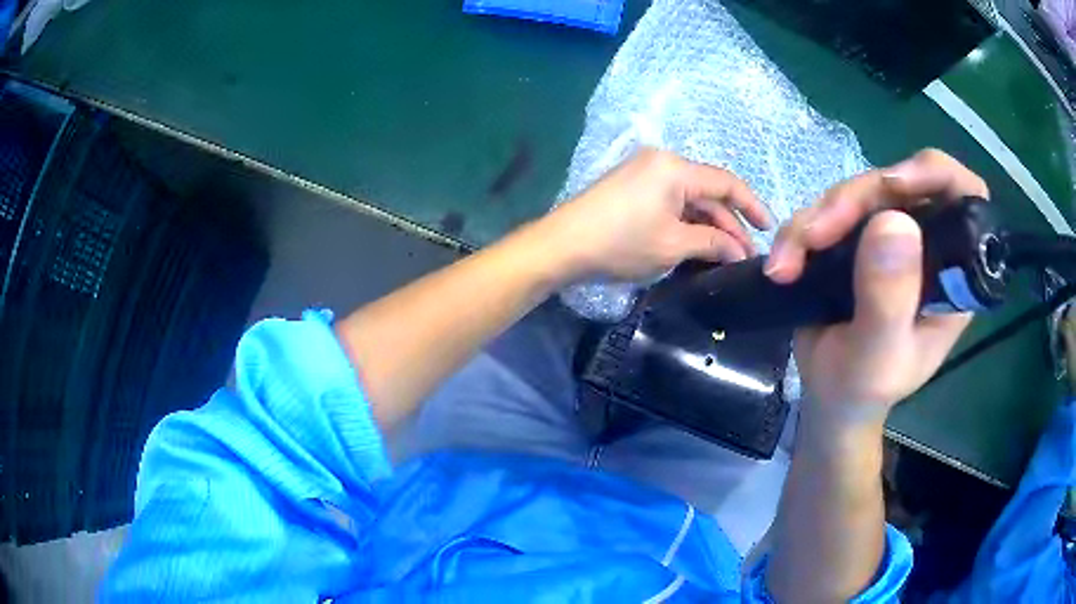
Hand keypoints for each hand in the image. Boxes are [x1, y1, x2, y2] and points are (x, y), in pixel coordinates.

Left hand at [539, 148, 771, 281]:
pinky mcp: (631, 188)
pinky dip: (686, 222)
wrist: (562, 246)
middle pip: (708, 192)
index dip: (752, 206)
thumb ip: (713, 243)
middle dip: (729, 224)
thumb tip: (739, 251)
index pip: (727, 182)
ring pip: (689, 199)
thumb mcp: (674, 245)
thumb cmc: (621, 243)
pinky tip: (698, 245)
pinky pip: (670, 202)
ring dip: (708, 226)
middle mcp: (662, 162)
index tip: (768, 229)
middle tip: (744, 256)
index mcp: (675, 168)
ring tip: (725, 257)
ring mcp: (644, 173)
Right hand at [765, 149, 987, 426]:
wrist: (829, 398)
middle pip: (899, 184)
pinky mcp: (859, 238)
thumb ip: (890, 299)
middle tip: (815, 236)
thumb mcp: (879, 356)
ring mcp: (892, 238)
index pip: (965, 197)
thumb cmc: (863, 388)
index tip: (894, 185)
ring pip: (859, 193)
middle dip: (855, 201)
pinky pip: (830, 210)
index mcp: (952, 272)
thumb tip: (894, 222)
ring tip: (786, 263)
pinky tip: (782, 263)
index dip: (935, 174)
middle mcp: (927, 244)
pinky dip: (800, 231)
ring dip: (817, 218)